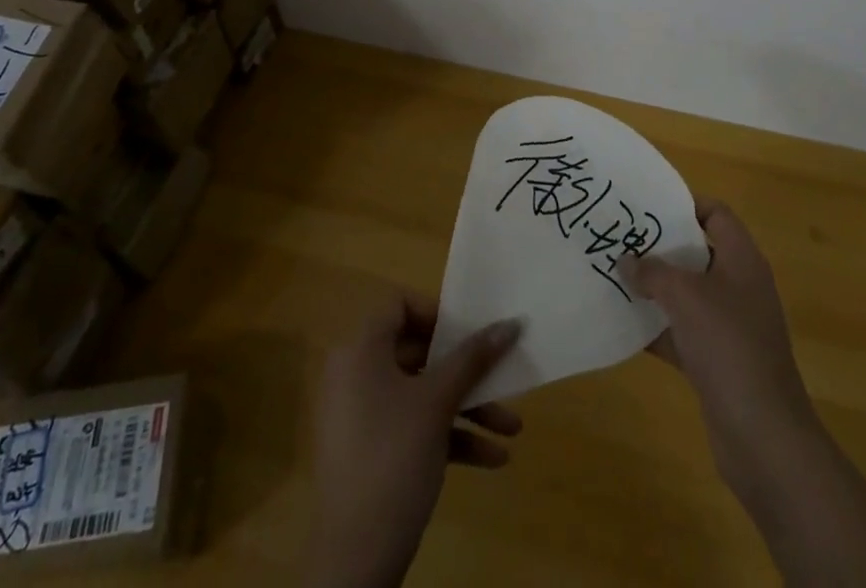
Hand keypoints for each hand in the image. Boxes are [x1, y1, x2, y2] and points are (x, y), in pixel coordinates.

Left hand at [306, 293, 523, 587]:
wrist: (354, 560)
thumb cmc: (393, 458)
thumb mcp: (438, 403)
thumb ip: (473, 358)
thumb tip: (510, 322)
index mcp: (361, 349)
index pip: (399, 304)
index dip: (437, 313)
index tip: (471, 334)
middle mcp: (355, 373)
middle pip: (417, 351)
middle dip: (466, 370)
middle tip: (501, 378)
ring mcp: (361, 414)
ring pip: (421, 394)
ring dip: (467, 408)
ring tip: (511, 429)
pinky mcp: (370, 452)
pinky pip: (413, 427)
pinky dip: (449, 436)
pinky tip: (492, 459)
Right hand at [626, 202, 865, 585]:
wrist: (763, 436)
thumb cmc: (728, 346)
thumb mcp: (685, 296)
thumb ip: (652, 271)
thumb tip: (626, 260)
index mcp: (742, 260)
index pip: (716, 214)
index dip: (684, 204)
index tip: (646, 206)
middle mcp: (739, 286)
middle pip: (697, 251)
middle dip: (660, 246)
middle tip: (621, 237)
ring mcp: (730, 325)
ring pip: (687, 293)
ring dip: (655, 287)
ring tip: (614, 274)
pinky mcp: (718, 360)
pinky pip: (682, 331)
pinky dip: (657, 327)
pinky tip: (624, 323)